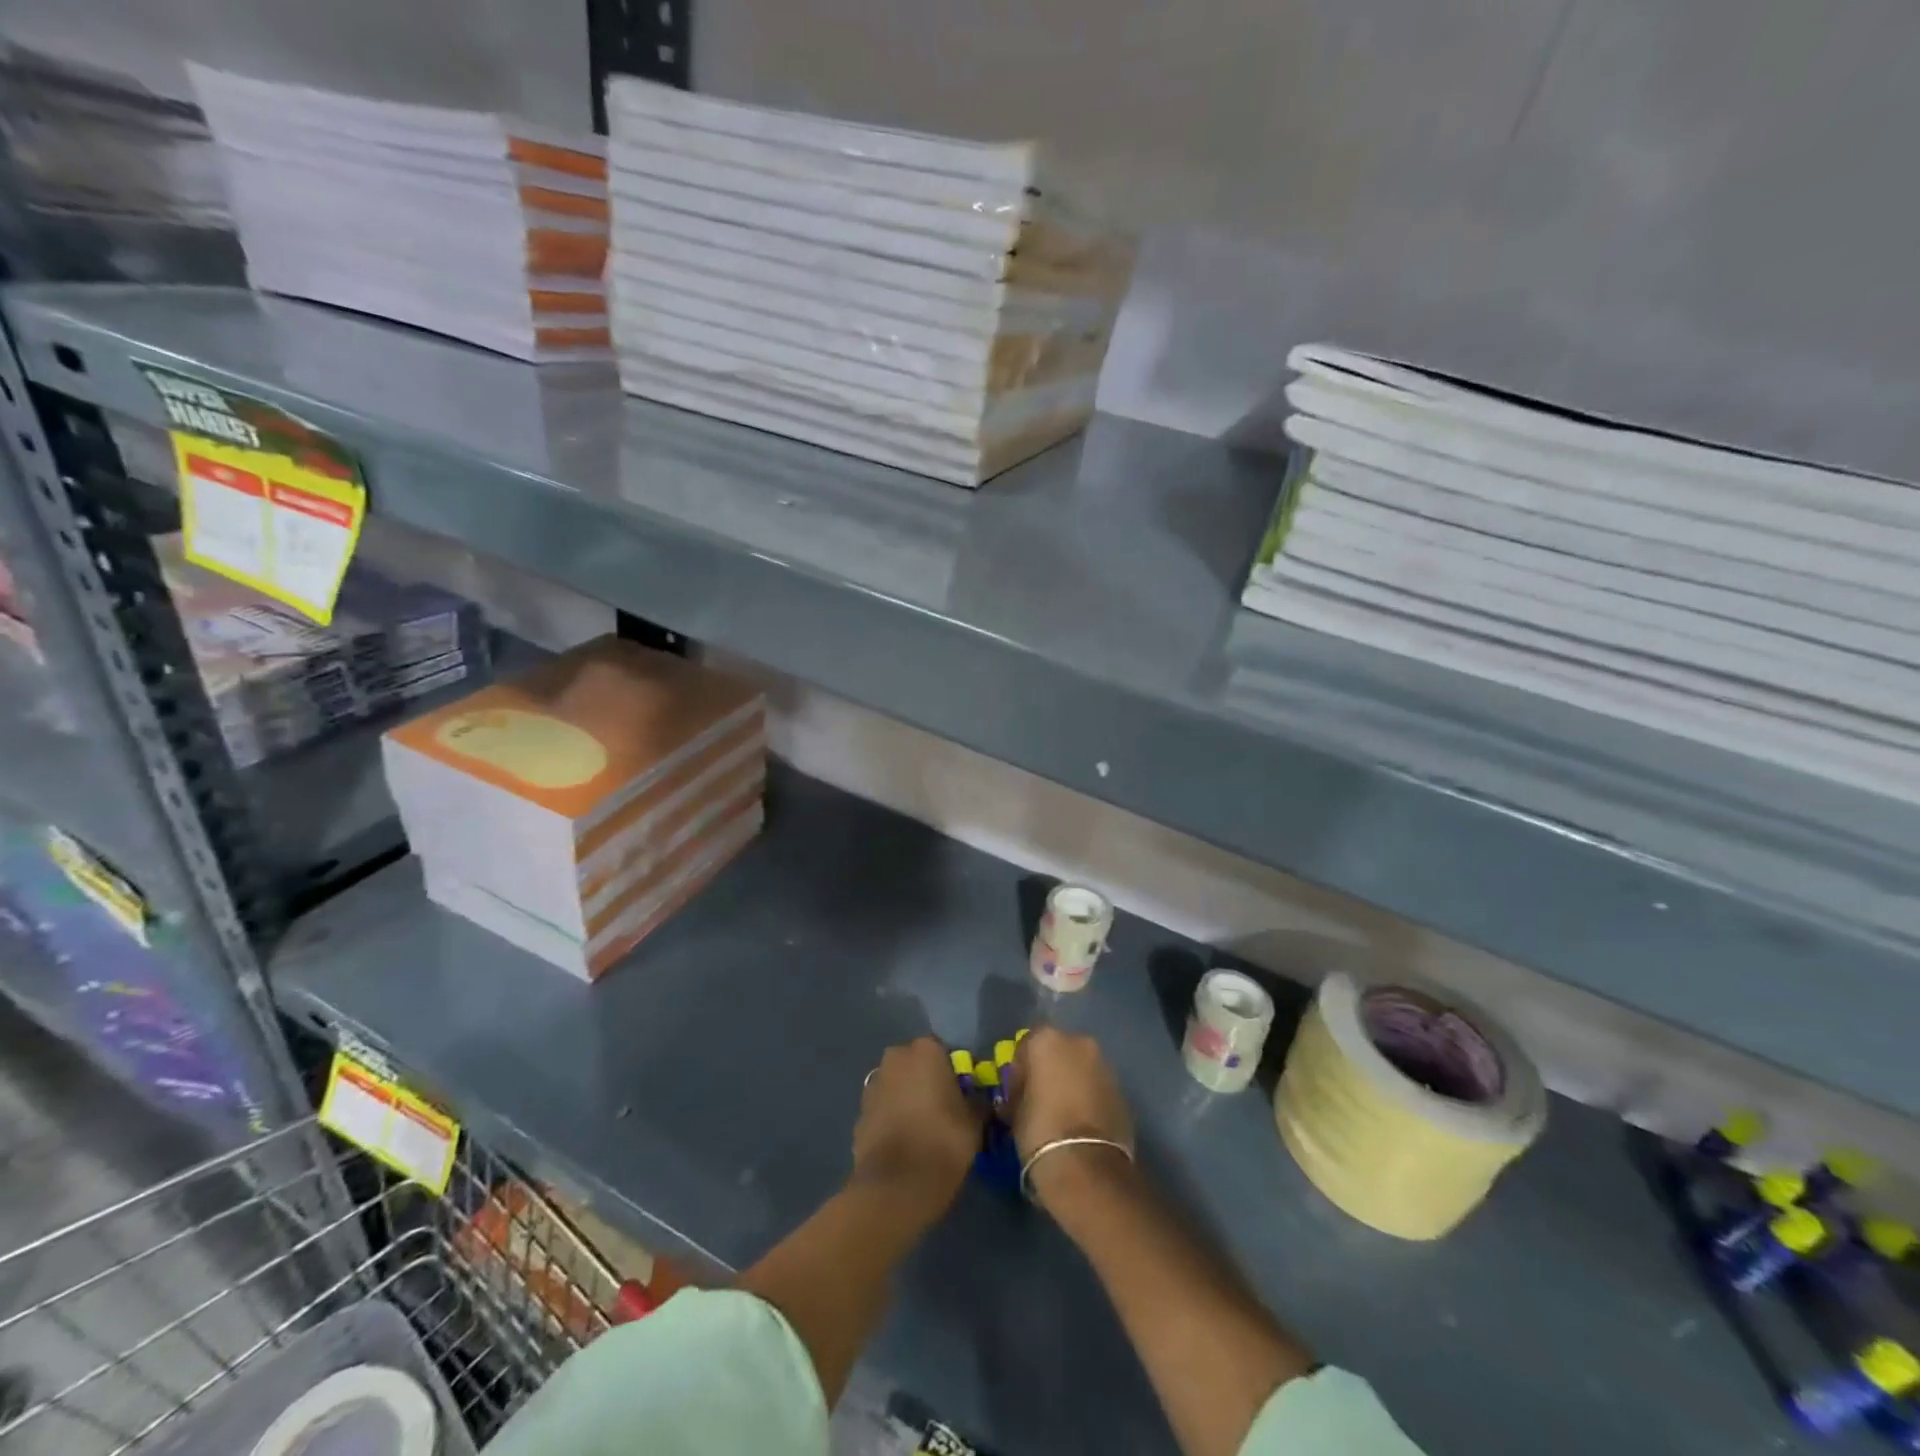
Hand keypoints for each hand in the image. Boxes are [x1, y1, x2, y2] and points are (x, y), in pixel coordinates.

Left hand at [851, 1037, 982, 1217]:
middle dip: (927, 1081)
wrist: (895, 1187)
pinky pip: (883, 1110)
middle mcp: (895, 1058)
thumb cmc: (942, 1143)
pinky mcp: (859, 1114)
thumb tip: (976, 1099)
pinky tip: (904, 1145)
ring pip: (897, 1086)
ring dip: (907, 1099)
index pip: (944, 1051)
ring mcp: (873, 1086)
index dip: (955, 1072)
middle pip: (916, 1065)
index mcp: (925, 1050)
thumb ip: (976, 1101)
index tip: (963, 1095)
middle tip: (944, 1110)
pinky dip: (892, 1120)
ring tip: (923, 1130)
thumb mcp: (975, 1122)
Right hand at [1006, 1028, 1135, 1208]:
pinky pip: (1098, 1089)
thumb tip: (1020, 1097)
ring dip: (1072, 1084)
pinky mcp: (1122, 1092)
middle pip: (1058, 1052)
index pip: (1026, 1046)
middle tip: (1040, 1101)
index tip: (1016, 1094)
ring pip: (1081, 1069)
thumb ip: (1018, 1094)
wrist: (1087, 1168)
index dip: (1020, 1070)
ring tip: (1062, 1115)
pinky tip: (1081, 1125)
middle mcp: (1079, 1043)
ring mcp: (1105, 1066)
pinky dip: (1089, 1099)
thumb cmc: (1040, 1131)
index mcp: (1047, 1040)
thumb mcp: (1014, 1111)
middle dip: (1049, 1071)